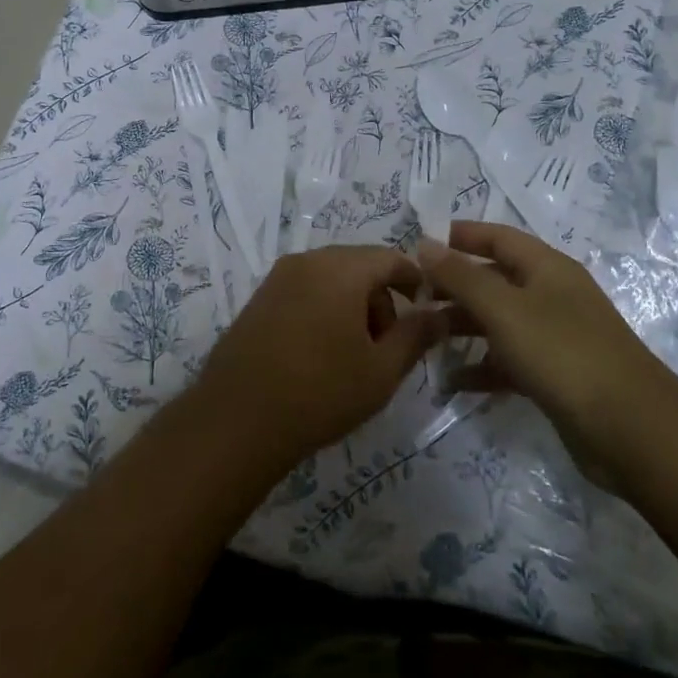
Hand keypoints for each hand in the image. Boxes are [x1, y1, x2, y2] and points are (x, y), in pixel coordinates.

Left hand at [195, 247, 447, 465]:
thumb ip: (415, 335)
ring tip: (355, 356)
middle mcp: (306, 261)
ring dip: (352, 306)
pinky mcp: (258, 299)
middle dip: (381, 299)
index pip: (390, 257)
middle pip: (358, 266)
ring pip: (330, 279)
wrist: (237, 419)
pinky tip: (321, 354)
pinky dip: (324, 310)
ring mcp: (277, 278)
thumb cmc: (320, 392)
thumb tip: (440, 313)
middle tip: (388, 346)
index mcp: (340, 268)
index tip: (426, 314)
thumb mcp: (381, 370)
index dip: (415, 281)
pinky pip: (304, 291)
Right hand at [417, 222, 677, 487]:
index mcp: (546, 268)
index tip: (418, 245)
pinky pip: (507, 361)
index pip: (497, 237)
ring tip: (422, 337)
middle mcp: (550, 295)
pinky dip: (480, 367)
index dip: (460, 236)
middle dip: (453, 286)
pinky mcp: (553, 375)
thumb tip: (425, 243)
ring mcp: (553, 337)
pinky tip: (451, 381)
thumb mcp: (504, 308)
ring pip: (497, 321)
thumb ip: (461, 276)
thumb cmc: (562, 353)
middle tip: (411, 298)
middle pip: (493, 280)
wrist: (630, 429)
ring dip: (461, 326)